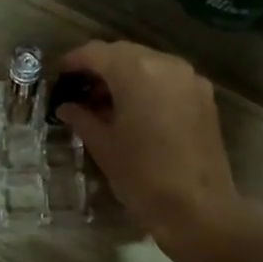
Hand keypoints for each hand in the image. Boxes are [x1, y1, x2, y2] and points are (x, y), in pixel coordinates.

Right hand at [54, 41, 250, 259]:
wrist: (198, 209)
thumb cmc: (143, 177)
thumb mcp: (104, 146)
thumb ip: (82, 119)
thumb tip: (67, 107)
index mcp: (136, 71)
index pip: (96, 53)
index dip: (73, 61)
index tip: (58, 76)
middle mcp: (166, 64)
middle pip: (124, 53)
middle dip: (99, 67)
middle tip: (79, 91)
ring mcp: (190, 79)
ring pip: (148, 64)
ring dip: (124, 76)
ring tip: (104, 104)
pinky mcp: (204, 97)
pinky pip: (167, 80)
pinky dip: (147, 86)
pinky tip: (134, 111)